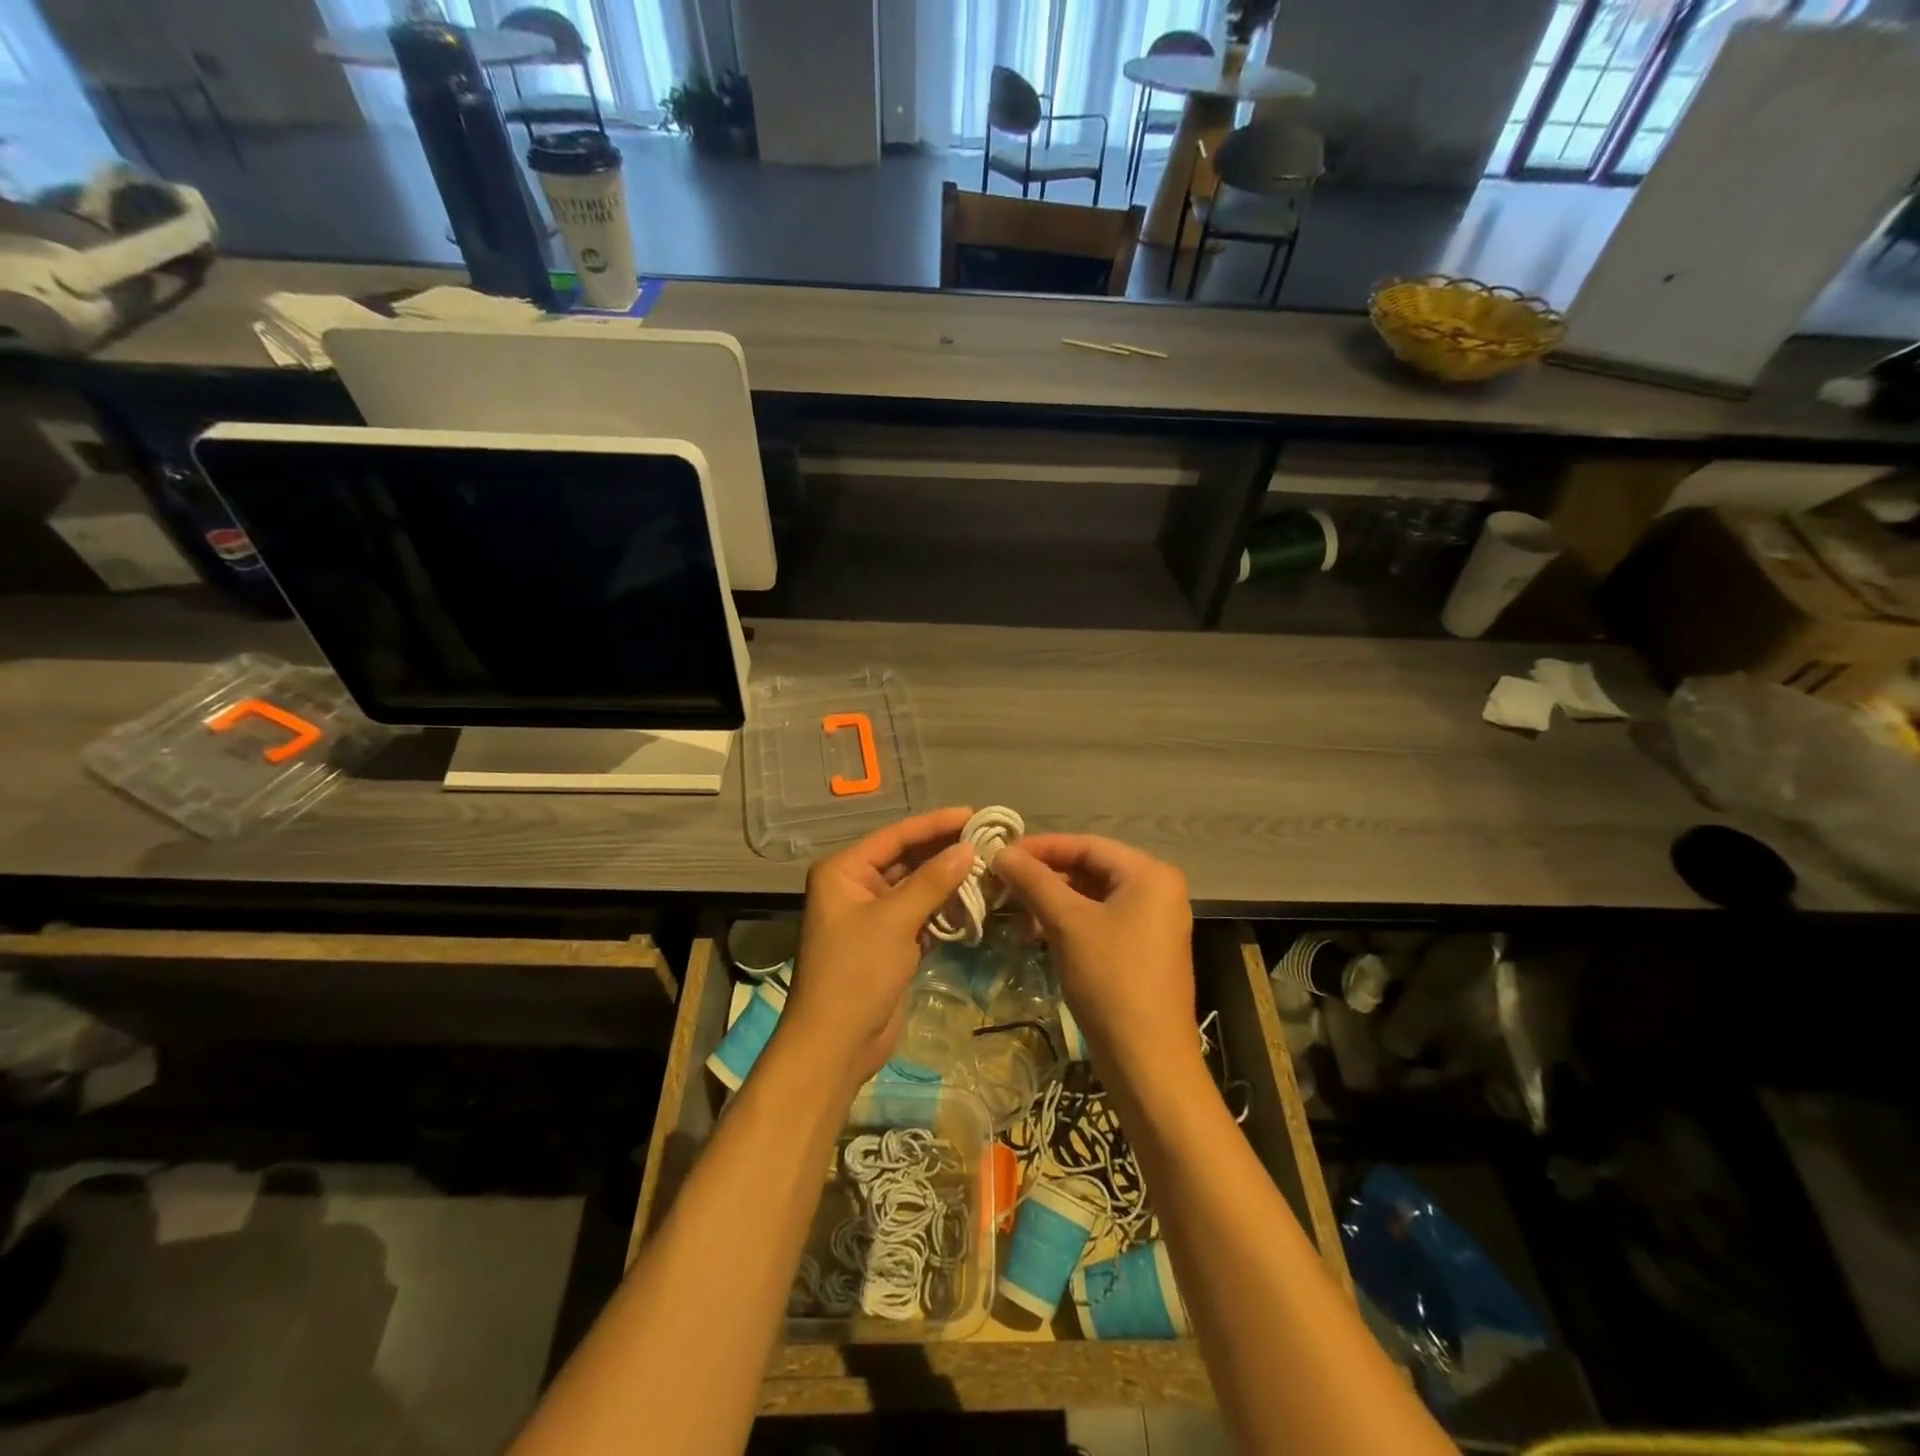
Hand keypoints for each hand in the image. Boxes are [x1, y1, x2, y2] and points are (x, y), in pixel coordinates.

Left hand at [777, 807, 978, 1089]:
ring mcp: (875, 916)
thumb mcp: (894, 920)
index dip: (936, 824)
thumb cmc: (856, 973)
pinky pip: (922, 914)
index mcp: (844, 871)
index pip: (896, 836)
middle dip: (946, 852)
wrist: (836, 1045)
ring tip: (992, 867)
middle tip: (991, 841)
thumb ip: (932, 881)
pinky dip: (946, 909)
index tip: (975, 815)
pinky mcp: (891, 942)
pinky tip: (978, 901)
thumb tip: (969, 848)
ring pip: (918, 888)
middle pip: (908, 859)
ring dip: (950, 881)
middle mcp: (857, 886)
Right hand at [991, 835, 1196, 1077]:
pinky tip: (1035, 933)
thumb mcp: (1067, 923)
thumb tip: (999, 851)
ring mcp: (1153, 922)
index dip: (1040, 847)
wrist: (1148, 1061)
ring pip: (1092, 897)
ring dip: (1051, 901)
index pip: (1086, 845)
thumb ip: (1033, 881)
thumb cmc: (1111, 979)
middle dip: (1044, 876)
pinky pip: (1100, 921)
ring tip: (1012, 910)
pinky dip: (1068, 923)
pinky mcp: (1143, 950)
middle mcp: (1158, 890)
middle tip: (1001, 883)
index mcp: (1150, 874)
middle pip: (1090, 869)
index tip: (1000, 854)